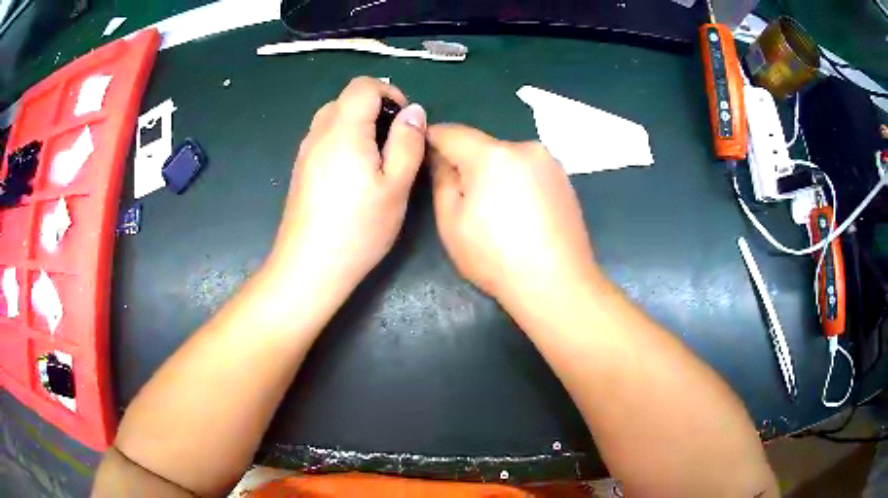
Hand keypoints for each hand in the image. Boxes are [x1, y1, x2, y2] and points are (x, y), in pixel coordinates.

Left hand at [267, 77, 426, 297]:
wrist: (310, 266)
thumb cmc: (359, 228)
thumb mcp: (397, 185)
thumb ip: (407, 141)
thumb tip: (414, 110)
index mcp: (344, 130)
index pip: (363, 86)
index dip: (389, 93)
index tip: (405, 122)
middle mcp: (319, 133)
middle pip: (346, 98)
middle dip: (375, 108)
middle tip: (394, 142)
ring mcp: (305, 151)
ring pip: (333, 117)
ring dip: (358, 124)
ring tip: (376, 159)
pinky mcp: (300, 169)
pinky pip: (323, 138)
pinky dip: (343, 140)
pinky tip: (353, 174)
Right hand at [428, 124, 596, 311]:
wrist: (558, 285)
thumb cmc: (496, 258)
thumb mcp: (451, 223)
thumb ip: (442, 180)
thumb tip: (441, 157)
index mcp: (493, 155)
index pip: (452, 132)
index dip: (432, 139)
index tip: (422, 154)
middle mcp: (525, 148)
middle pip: (483, 146)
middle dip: (467, 163)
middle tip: (462, 198)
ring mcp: (550, 163)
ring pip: (508, 159)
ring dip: (495, 173)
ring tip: (496, 212)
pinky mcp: (565, 180)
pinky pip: (529, 172)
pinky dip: (518, 183)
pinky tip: (520, 215)